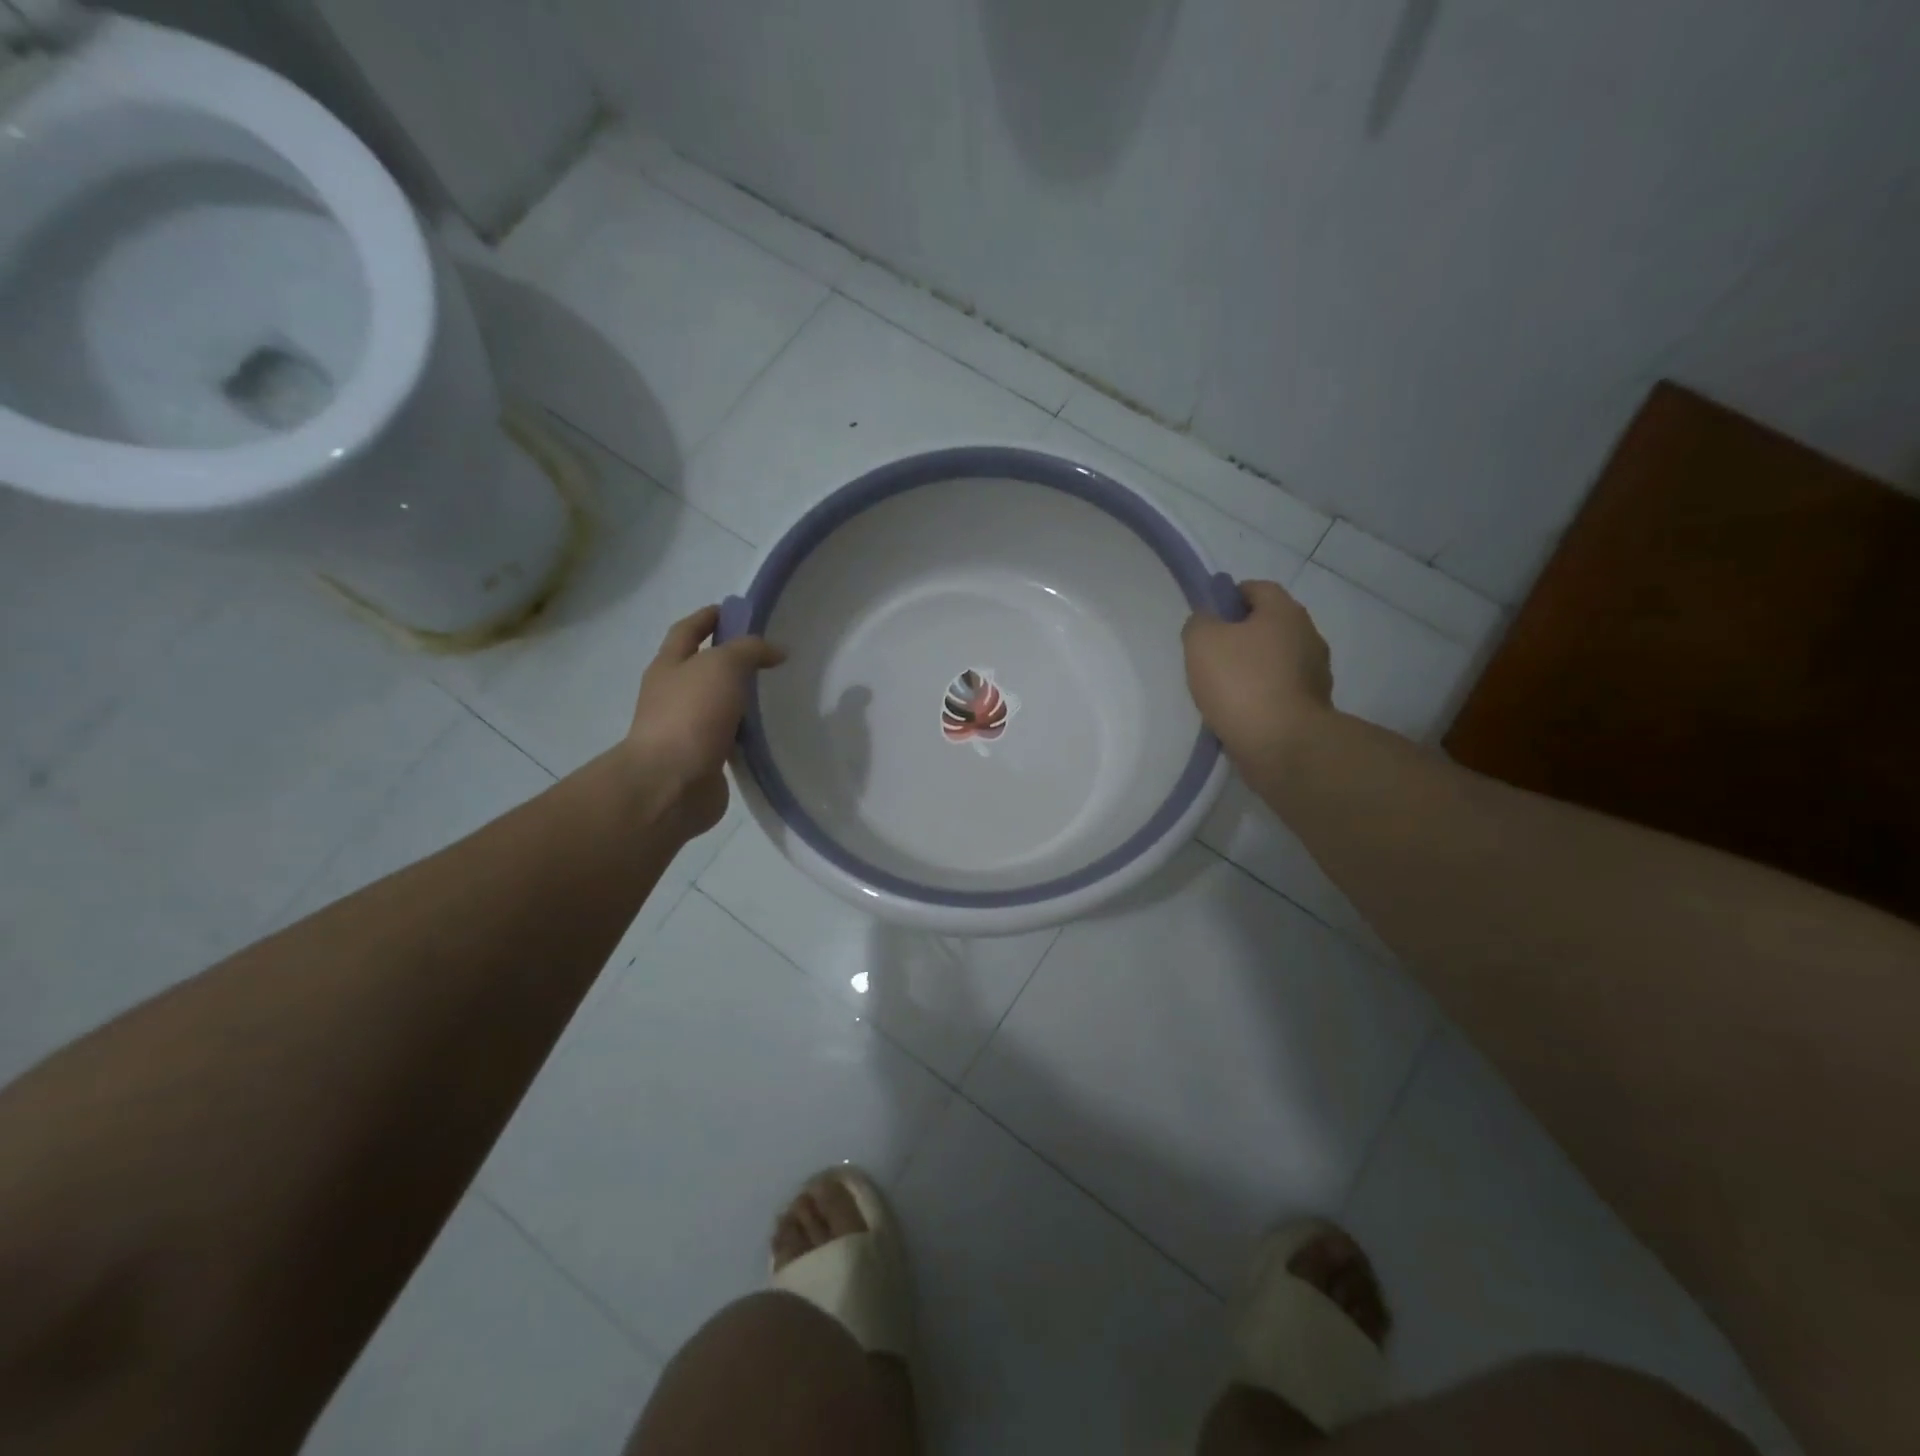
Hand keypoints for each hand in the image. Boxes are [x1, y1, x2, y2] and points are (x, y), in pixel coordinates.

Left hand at [626, 606, 785, 835]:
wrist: (670, 784)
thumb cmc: (691, 715)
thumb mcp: (723, 666)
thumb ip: (750, 651)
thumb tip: (776, 650)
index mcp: (669, 665)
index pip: (688, 630)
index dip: (710, 616)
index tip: (737, 610)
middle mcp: (673, 694)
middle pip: (702, 667)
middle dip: (729, 658)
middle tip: (767, 654)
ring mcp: (686, 728)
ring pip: (718, 704)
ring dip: (740, 698)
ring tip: (776, 692)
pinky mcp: (704, 759)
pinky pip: (729, 738)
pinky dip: (747, 733)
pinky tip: (770, 732)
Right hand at [1181, 579, 1333, 765]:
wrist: (1281, 743)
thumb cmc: (1241, 683)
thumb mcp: (1202, 642)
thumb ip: (1199, 621)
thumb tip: (1207, 621)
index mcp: (1285, 612)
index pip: (1257, 588)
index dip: (1229, 597)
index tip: (1207, 618)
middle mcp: (1308, 635)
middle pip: (1269, 624)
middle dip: (1241, 635)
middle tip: (1210, 654)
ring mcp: (1315, 673)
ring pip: (1276, 659)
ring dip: (1254, 667)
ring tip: (1223, 688)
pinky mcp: (1313, 706)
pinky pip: (1281, 689)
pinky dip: (1263, 694)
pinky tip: (1240, 710)